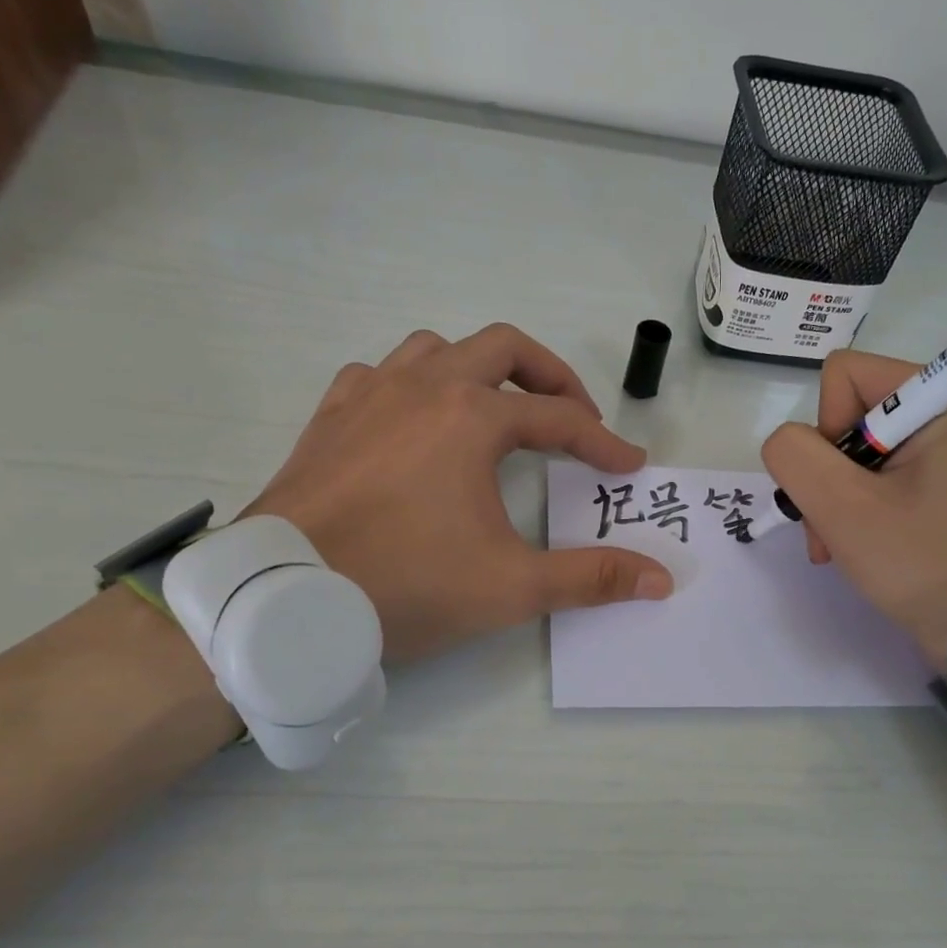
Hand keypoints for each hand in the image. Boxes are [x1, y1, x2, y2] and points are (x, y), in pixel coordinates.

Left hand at [245, 324, 671, 662]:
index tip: (629, 467)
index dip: (603, 442)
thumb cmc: (406, 585)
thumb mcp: (512, 587)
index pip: (560, 420)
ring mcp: (370, 395)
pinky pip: (380, 374)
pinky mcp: (331, 417)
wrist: (285, 597)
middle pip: (504, 349)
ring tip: (497, 410)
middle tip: (576, 416)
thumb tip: (660, 580)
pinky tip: (414, 421)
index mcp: (471, 418)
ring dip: (479, 370)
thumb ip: (591, 578)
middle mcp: (423, 387)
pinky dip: (412, 385)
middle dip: (551, 377)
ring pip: (437, 349)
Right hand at [760, 349, 946, 670]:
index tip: (845, 487)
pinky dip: (859, 504)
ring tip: (840, 543)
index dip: (825, 431)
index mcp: (944, 395)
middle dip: (827, 474)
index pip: (844, 376)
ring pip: (857, 447)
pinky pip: (881, 470)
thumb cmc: (920, 562)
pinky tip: (858, 540)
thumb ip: (796, 455)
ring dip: (837, 497)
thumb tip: (788, 442)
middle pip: (849, 413)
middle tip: (832, 528)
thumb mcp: (843, 508)